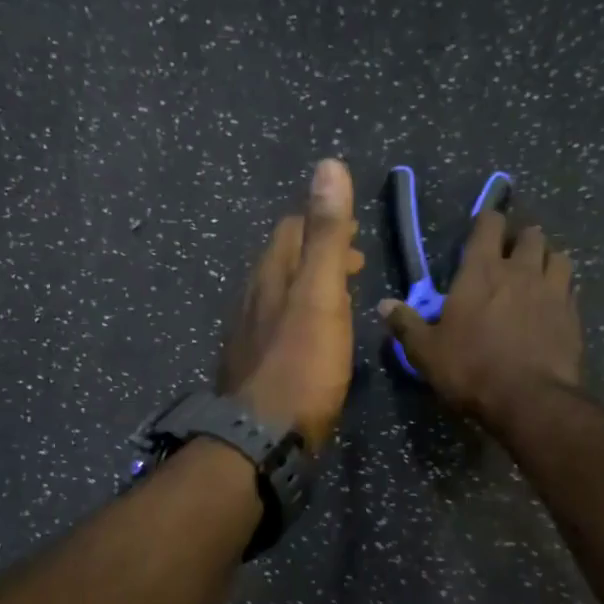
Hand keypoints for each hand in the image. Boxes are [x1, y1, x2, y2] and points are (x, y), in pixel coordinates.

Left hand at [218, 160, 363, 447]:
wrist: (262, 438)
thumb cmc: (300, 365)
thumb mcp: (320, 296)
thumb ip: (325, 236)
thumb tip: (328, 165)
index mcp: (270, 278)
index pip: (291, 230)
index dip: (322, 223)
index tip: (356, 234)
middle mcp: (252, 301)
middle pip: (282, 263)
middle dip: (317, 255)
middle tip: (354, 263)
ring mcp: (248, 337)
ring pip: (278, 297)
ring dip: (308, 288)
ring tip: (339, 297)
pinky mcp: (253, 370)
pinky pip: (277, 330)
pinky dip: (300, 320)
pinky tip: (312, 341)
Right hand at [377, 212, 581, 424]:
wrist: (529, 399)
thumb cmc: (471, 370)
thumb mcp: (426, 352)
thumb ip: (407, 325)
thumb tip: (384, 305)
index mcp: (481, 272)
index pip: (489, 225)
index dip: (487, 222)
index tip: (483, 228)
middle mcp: (521, 271)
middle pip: (530, 234)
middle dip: (521, 238)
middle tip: (511, 254)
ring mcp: (553, 290)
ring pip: (558, 256)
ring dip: (547, 259)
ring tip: (538, 273)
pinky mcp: (573, 314)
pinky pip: (571, 288)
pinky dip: (562, 289)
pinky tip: (554, 304)